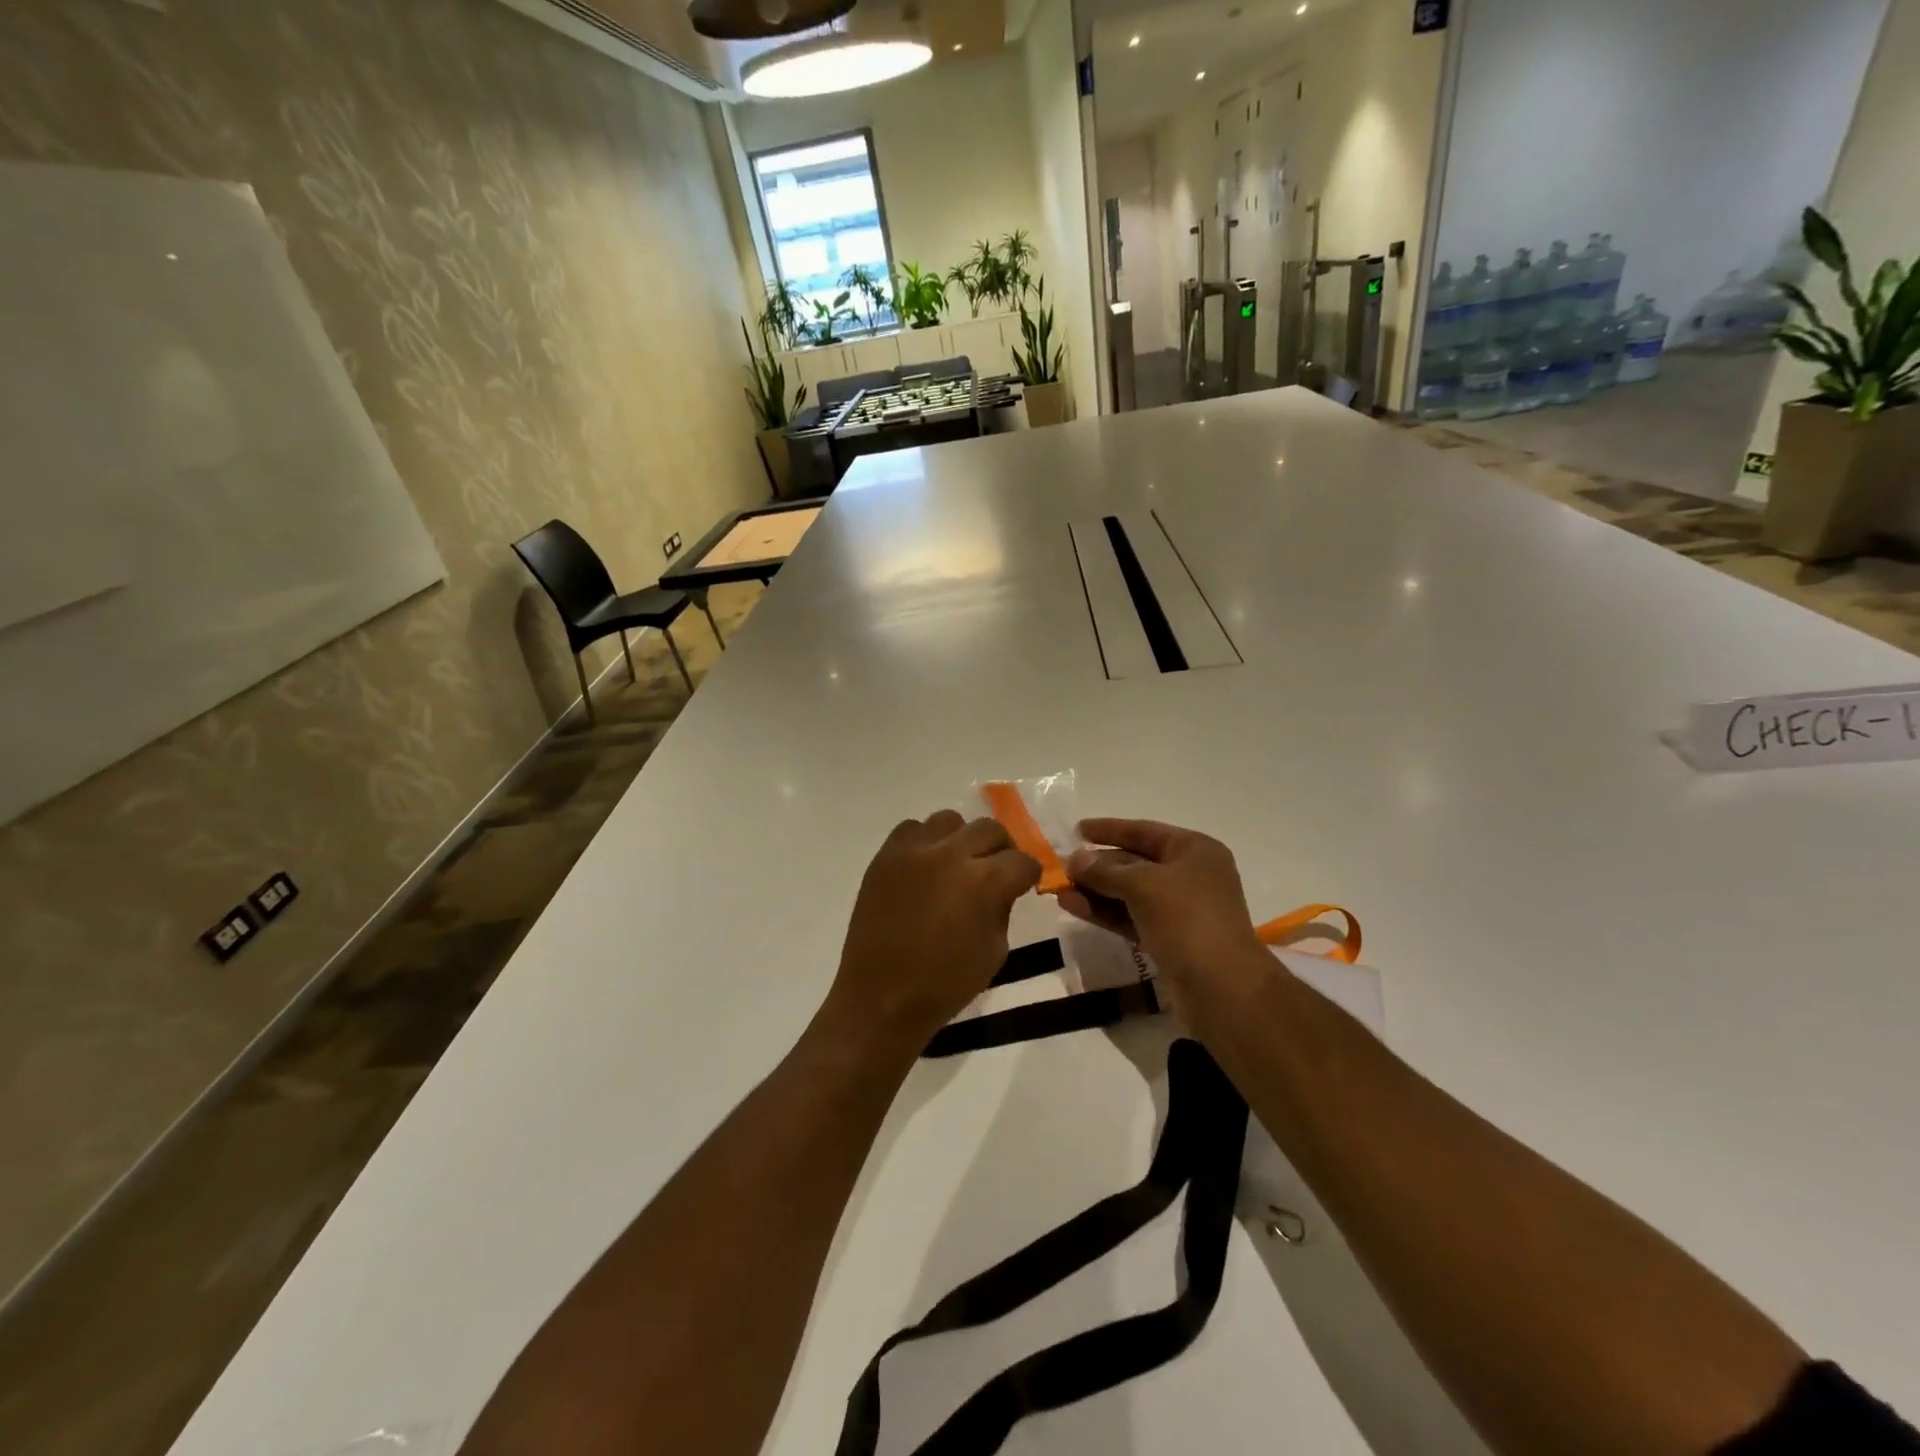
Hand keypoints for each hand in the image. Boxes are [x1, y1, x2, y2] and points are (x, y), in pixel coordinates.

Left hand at [822, 812, 1040, 1056]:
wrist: (881, 997)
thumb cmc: (945, 984)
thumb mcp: (995, 951)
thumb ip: (1003, 907)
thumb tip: (1002, 885)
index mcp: (984, 882)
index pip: (1022, 860)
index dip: (1028, 874)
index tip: (1024, 883)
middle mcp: (950, 854)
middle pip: (990, 829)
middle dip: (1001, 849)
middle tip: (995, 870)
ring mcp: (913, 851)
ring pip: (950, 820)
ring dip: (962, 839)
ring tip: (956, 864)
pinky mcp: (885, 855)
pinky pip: (912, 829)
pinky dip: (925, 842)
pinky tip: (925, 867)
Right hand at [1061, 819, 1269, 1022]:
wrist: (1221, 986)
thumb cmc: (1187, 918)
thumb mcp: (1142, 884)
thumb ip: (1105, 871)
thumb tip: (1075, 860)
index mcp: (1194, 850)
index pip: (1144, 831)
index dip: (1109, 829)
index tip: (1077, 830)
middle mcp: (1190, 875)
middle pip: (1136, 862)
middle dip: (1098, 865)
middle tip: (1063, 867)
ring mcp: (1180, 910)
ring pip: (1130, 893)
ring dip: (1096, 891)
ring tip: (1060, 890)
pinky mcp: (1168, 939)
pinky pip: (1131, 918)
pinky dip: (1105, 912)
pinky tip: (1073, 907)